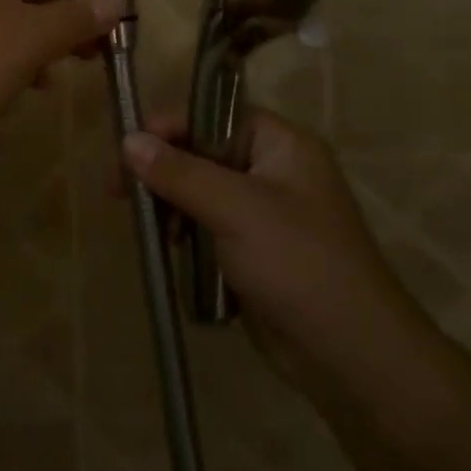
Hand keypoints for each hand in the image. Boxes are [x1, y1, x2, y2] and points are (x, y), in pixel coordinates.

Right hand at [122, 110, 429, 382]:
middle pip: (201, 151)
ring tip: (144, 224)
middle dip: (162, 168)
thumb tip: (128, 140)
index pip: (214, 114)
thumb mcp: (236, 210)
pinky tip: (165, 245)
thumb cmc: (299, 265)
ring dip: (168, 202)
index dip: (170, 126)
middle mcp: (272, 170)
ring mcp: (262, 211)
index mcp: (282, 145)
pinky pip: (205, 223)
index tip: (128, 149)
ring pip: (199, 189)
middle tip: (119, 190)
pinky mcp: (251, 248)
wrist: (351, 356)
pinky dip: (182, 230)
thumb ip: (180, 173)